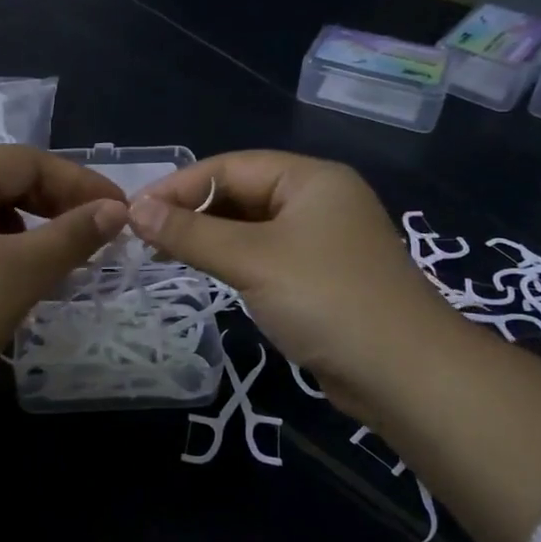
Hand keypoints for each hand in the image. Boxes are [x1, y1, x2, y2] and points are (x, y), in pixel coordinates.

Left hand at [0, 145, 128, 401]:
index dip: (78, 182)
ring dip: (30, 231)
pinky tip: (14, 283)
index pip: (27, 161)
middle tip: (94, 235)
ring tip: (59, 261)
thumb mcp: (21, 270)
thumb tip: (116, 209)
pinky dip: (1, 253)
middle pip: (4, 183)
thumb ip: (73, 235)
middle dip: (55, 205)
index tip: (118, 210)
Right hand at [126, 151, 453, 414]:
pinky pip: (266, 254)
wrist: (406, 375)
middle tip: (145, 237)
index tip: (134, 212)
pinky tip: (207, 273)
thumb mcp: (252, 260)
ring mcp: (323, 239)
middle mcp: (319, 199)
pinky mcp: (322, 276)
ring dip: (209, 237)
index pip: (230, 166)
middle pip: (241, 193)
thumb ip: (191, 233)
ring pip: (251, 226)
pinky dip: (233, 259)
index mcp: (310, 178)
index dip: (179, 186)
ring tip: (165, 255)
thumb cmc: (327, 300)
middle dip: (193, 211)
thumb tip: (134, 209)